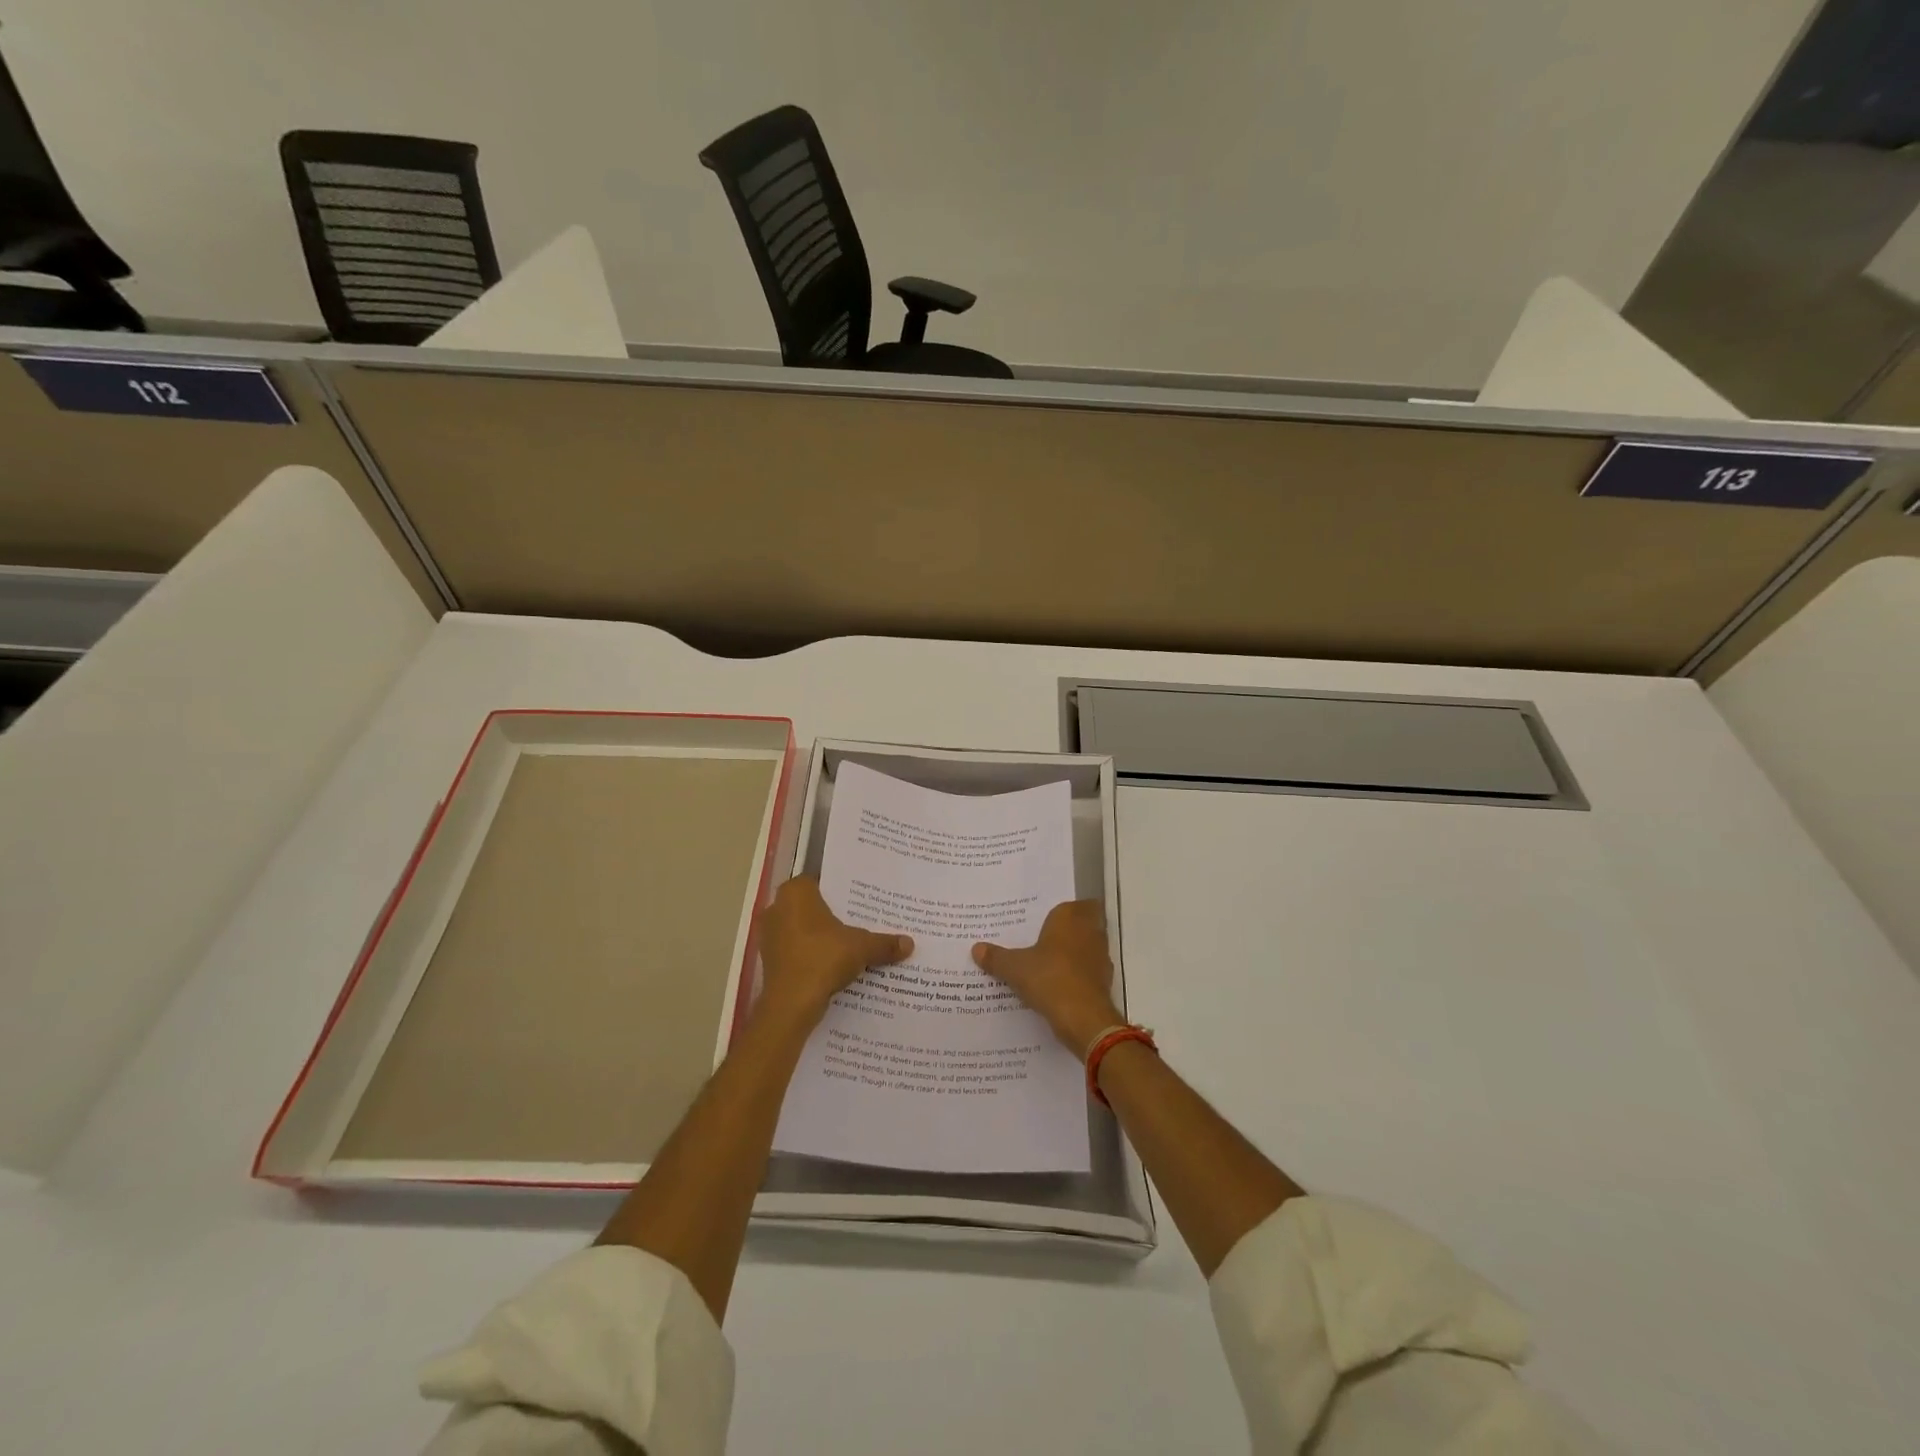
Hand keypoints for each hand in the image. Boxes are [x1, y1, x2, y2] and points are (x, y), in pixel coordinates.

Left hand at [756, 876, 912, 1026]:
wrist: (791, 1004)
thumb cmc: (824, 959)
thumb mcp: (862, 947)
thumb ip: (884, 943)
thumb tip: (909, 944)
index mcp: (796, 892)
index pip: (822, 881)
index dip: (843, 890)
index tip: (862, 899)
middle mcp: (777, 907)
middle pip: (812, 906)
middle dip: (834, 914)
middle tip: (861, 920)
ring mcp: (770, 935)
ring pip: (803, 929)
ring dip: (822, 937)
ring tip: (851, 944)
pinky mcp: (769, 960)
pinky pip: (796, 950)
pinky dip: (812, 955)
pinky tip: (833, 964)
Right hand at [973, 900, 1122, 1057]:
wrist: (1083, 1018)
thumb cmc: (1049, 978)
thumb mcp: (1014, 968)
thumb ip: (996, 957)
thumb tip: (976, 948)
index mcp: (1070, 918)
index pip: (1075, 903)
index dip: (1064, 911)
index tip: (1046, 919)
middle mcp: (1090, 931)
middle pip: (1084, 924)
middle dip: (1067, 931)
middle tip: (1042, 939)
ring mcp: (1101, 957)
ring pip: (1088, 948)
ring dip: (1074, 954)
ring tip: (1047, 963)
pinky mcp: (1104, 981)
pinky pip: (1088, 972)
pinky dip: (1078, 976)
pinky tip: (1058, 986)